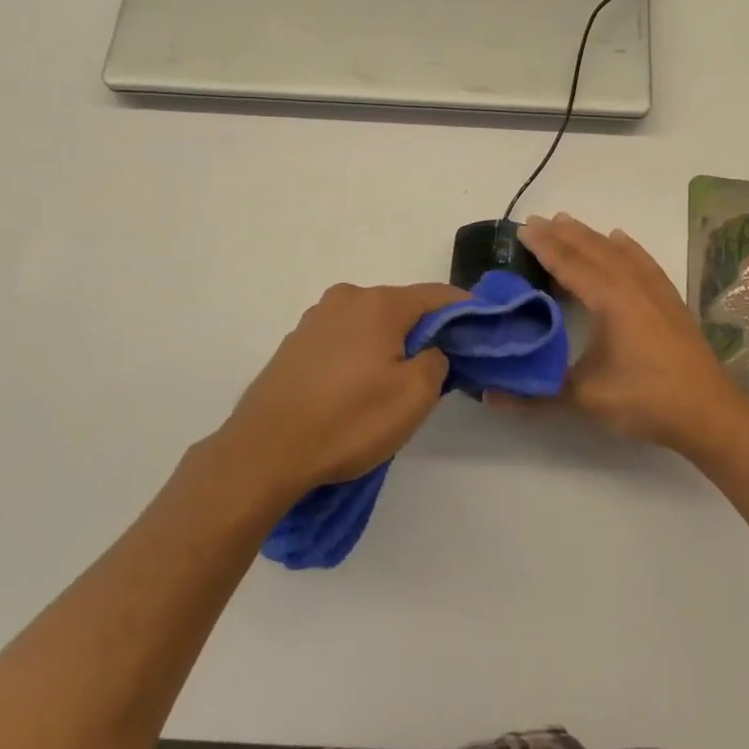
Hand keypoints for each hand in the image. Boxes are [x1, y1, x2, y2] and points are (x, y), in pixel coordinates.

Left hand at [213, 282, 466, 504]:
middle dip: (426, 331)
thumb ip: (438, 361)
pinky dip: (360, 354)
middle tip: (440, 367)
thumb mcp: (414, 396)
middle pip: (402, 307)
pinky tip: (357, 389)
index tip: (484, 329)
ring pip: (370, 324)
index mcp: (379, 303)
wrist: (264, 452)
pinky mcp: (295, 345)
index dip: (466, 310)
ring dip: (390, 344)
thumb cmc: (348, 421)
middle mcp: (346, 299)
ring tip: (395, 383)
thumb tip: (433, 350)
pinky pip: (343, 340)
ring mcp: (315, 320)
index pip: (438, 295)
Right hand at [504, 214, 748, 455]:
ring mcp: (656, 290)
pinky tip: (621, 240)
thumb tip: (488, 395)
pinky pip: (643, 261)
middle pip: (592, 250)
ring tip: (568, 222)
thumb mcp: (585, 399)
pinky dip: (627, 247)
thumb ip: (535, 394)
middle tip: (536, 221)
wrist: (709, 413)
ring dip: (590, 237)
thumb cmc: (645, 400)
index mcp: (610, 300)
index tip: (522, 229)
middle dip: (563, 234)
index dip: (544, 246)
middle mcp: (632, 285)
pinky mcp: (670, 301)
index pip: (570, 264)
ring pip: (617, 252)